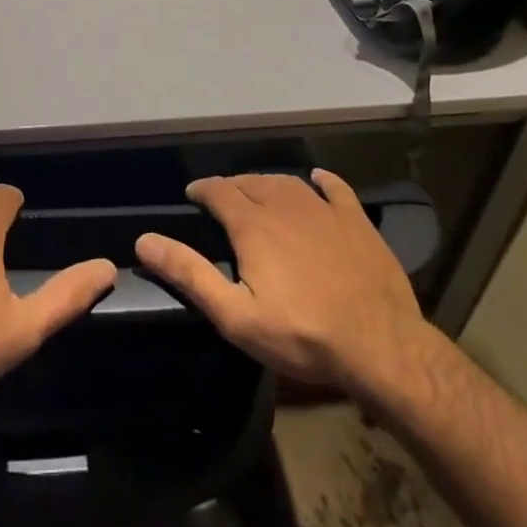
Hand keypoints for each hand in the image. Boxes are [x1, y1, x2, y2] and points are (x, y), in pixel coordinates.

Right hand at [136, 170, 440, 408]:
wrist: (382, 347)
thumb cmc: (302, 335)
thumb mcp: (236, 315)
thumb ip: (190, 274)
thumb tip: (144, 240)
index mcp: (252, 224)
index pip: (218, 191)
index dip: (202, 190)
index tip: (193, 196)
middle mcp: (284, 204)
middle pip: (250, 182)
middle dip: (231, 187)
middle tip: (223, 201)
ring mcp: (323, 209)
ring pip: (286, 182)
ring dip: (267, 183)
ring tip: (259, 193)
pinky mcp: (356, 221)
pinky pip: (335, 189)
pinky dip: (322, 181)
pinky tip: (316, 179)